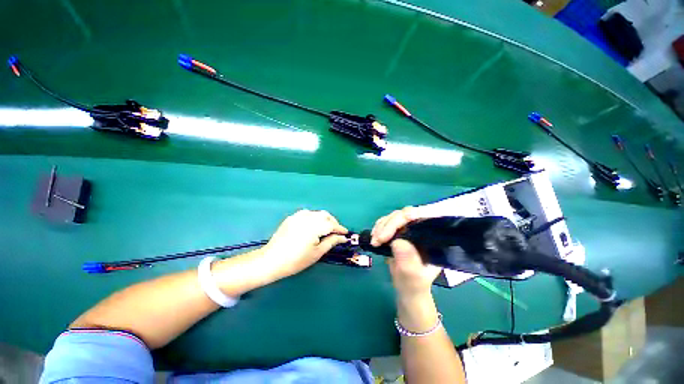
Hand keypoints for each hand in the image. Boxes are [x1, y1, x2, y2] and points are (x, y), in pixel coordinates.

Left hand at [259, 210, 348, 280]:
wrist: (272, 260)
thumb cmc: (296, 260)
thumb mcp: (317, 253)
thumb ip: (331, 242)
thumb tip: (342, 237)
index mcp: (314, 226)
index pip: (332, 224)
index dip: (340, 229)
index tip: (345, 233)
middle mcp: (307, 217)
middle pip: (325, 215)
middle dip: (333, 222)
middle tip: (337, 232)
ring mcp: (298, 216)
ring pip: (317, 213)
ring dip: (324, 219)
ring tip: (326, 229)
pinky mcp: (292, 217)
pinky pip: (307, 213)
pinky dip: (314, 218)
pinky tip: (314, 226)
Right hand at [371, 207, 441, 298]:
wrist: (407, 288)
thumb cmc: (415, 285)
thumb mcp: (414, 277)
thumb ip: (408, 262)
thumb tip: (397, 242)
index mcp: (433, 237)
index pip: (425, 216)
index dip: (410, 215)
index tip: (395, 226)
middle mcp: (422, 229)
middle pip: (406, 214)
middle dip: (390, 224)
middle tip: (378, 239)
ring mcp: (409, 229)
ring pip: (394, 216)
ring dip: (381, 226)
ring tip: (374, 241)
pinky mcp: (397, 230)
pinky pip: (386, 222)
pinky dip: (378, 228)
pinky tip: (374, 238)